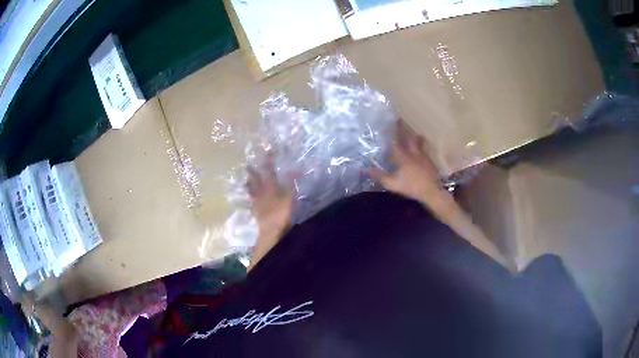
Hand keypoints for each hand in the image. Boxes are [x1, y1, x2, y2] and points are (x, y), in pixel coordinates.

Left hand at [246, 156, 292, 269]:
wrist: (270, 229)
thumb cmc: (281, 212)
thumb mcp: (290, 196)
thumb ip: (291, 183)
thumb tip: (294, 170)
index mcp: (270, 186)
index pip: (268, 170)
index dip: (268, 160)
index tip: (267, 152)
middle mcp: (261, 192)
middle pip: (255, 179)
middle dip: (252, 172)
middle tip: (247, 165)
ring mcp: (257, 202)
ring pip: (251, 190)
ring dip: (249, 184)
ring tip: (246, 180)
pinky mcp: (256, 211)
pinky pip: (252, 202)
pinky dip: (251, 199)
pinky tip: (251, 200)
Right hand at [372, 120, 450, 214]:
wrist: (432, 191)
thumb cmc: (411, 187)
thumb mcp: (392, 184)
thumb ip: (380, 176)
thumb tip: (366, 169)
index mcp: (403, 157)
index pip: (393, 143)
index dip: (387, 135)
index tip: (383, 127)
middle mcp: (413, 153)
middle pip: (408, 137)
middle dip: (402, 129)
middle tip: (399, 120)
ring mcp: (423, 156)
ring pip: (419, 142)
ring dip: (415, 137)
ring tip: (414, 133)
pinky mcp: (430, 161)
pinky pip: (425, 150)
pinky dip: (422, 146)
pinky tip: (422, 149)